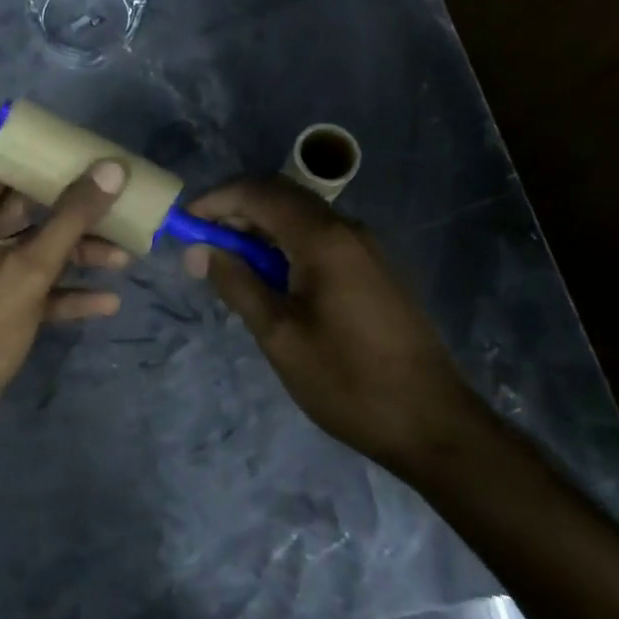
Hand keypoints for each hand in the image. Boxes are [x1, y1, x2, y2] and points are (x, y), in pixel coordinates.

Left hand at [0, 161, 128, 450]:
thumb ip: (72, 216)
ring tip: (127, 255)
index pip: (4, 166)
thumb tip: (112, 168)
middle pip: (28, 209)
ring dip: (78, 253)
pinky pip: (36, 288)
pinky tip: (107, 301)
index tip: (86, 151)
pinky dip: (67, 292)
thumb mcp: (30, 267)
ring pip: (37, 250)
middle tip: (118, 201)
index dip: (44, 157)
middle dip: (74, 210)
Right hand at [184, 177, 475, 470]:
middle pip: (281, 196)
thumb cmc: (348, 382)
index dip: (217, 200)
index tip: (185, 223)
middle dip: (237, 210)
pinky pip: (320, 237)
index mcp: (323, 239)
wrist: (434, 424)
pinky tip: (272, 278)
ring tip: (231, 263)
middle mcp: (346, 229)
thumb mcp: (281, 336)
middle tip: (203, 242)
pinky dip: (286, 243)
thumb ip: (237, 284)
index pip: (259, 194)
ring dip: (261, 228)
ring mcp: (365, 247)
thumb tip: (198, 250)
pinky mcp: (374, 268)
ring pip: (301, 216)